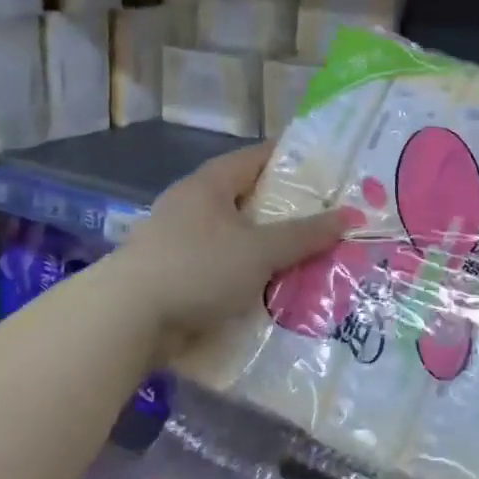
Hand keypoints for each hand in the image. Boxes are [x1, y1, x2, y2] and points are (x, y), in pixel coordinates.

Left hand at [122, 145, 351, 337]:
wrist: (126, 321)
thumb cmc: (197, 268)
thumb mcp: (260, 250)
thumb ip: (306, 234)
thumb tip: (352, 216)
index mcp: (211, 184)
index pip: (259, 157)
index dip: (295, 160)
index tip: (331, 171)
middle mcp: (193, 204)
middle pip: (251, 199)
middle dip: (289, 211)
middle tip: (331, 219)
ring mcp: (180, 240)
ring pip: (238, 237)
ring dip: (270, 248)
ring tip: (312, 257)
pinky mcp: (175, 275)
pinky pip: (224, 267)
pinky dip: (249, 274)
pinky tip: (276, 289)